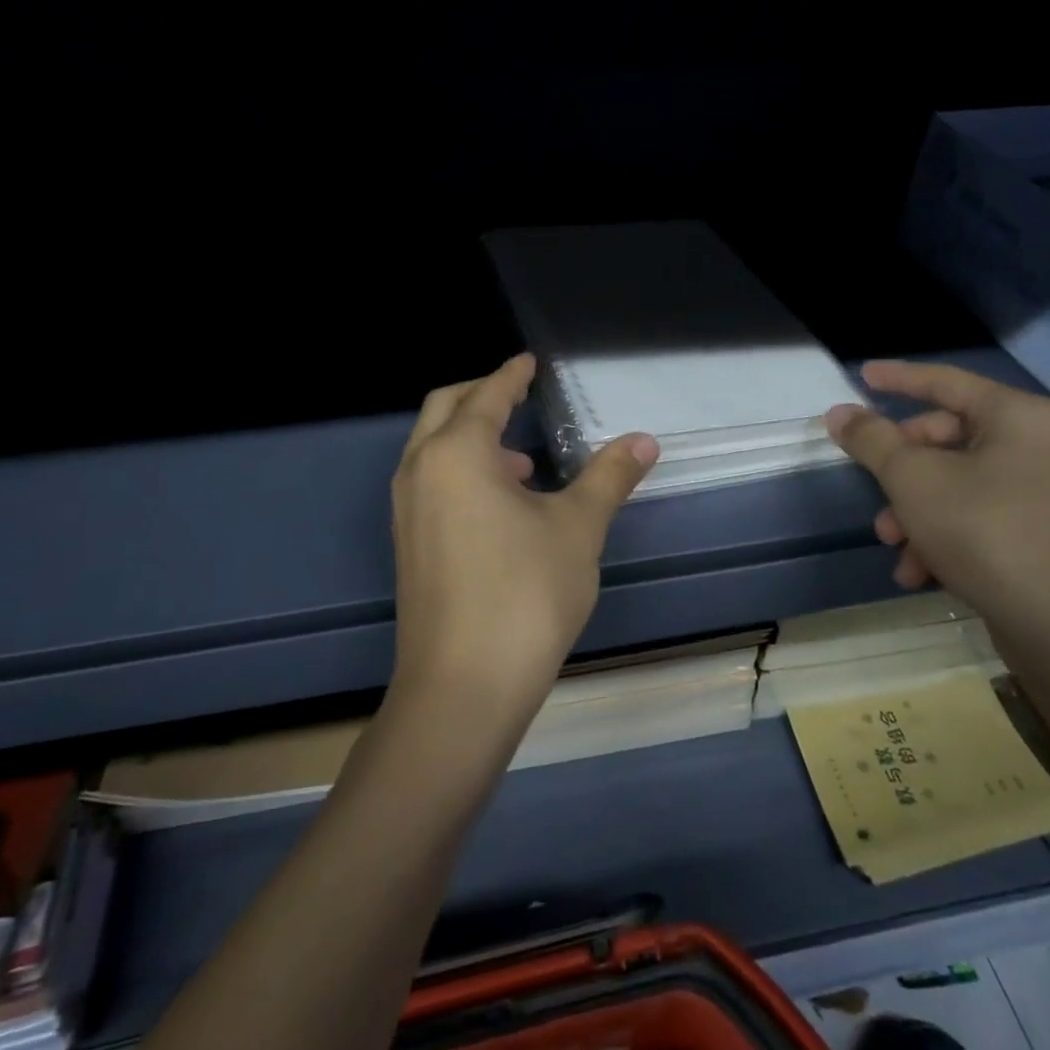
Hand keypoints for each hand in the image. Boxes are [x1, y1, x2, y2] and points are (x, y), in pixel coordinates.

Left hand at [390, 353, 658, 731]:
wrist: (462, 687)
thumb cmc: (525, 594)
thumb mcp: (577, 528)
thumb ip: (609, 476)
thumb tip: (644, 440)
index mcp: (457, 453)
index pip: (487, 396)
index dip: (511, 375)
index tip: (529, 362)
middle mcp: (420, 471)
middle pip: (444, 409)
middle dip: (481, 395)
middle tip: (518, 394)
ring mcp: (405, 510)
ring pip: (431, 448)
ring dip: (470, 438)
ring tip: (521, 462)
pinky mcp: (407, 545)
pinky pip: (429, 483)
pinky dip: (459, 472)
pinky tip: (499, 506)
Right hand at [824, 361, 1049, 647]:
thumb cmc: (986, 533)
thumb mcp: (913, 480)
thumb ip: (872, 440)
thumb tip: (839, 413)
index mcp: (1016, 417)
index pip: (945, 382)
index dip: (898, 378)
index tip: (861, 376)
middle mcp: (1036, 445)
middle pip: (946, 438)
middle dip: (901, 470)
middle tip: (875, 491)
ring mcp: (1042, 491)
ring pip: (955, 483)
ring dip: (914, 510)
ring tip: (894, 544)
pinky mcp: (1040, 532)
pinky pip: (976, 515)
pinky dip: (942, 535)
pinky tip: (919, 572)